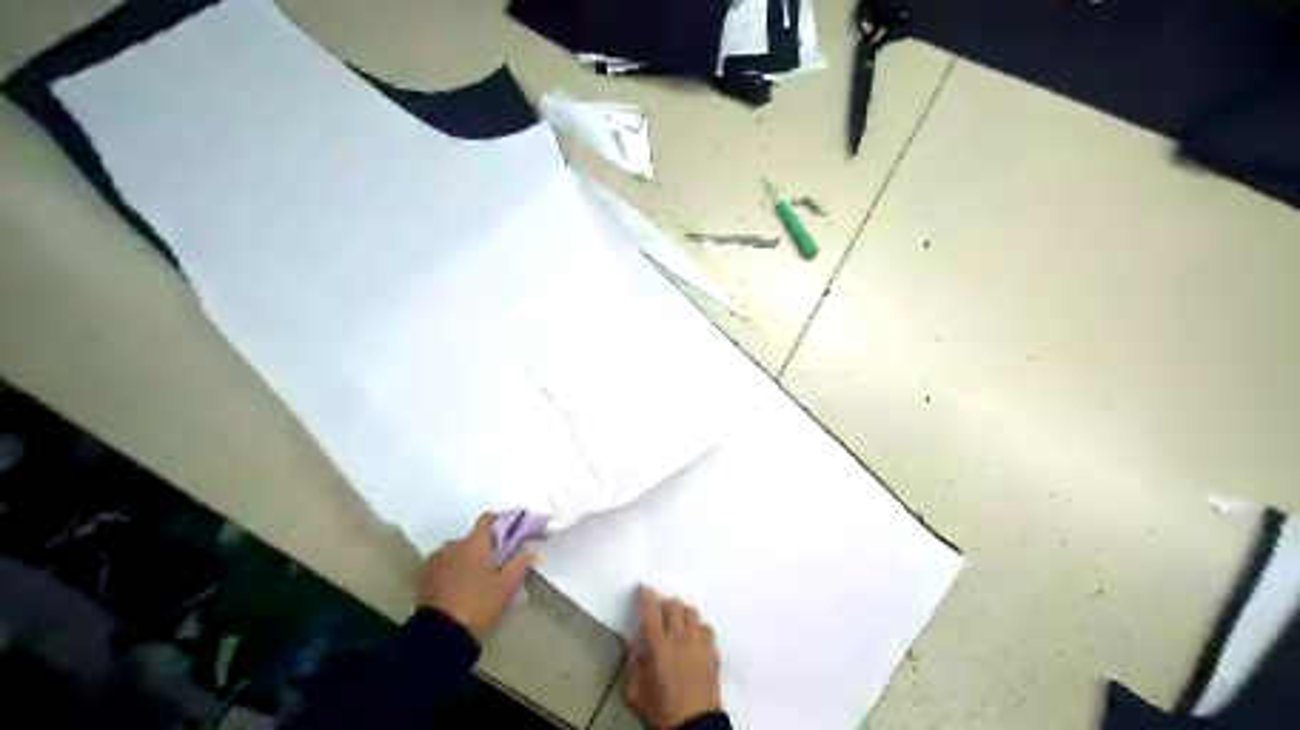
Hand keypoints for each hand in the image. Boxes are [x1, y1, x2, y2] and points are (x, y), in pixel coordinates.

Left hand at [422, 513, 531, 639]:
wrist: (440, 635)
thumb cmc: (479, 604)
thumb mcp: (508, 585)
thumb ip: (520, 562)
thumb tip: (527, 550)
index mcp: (474, 542)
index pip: (487, 519)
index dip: (501, 522)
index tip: (511, 534)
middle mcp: (452, 545)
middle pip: (473, 538)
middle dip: (485, 547)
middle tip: (498, 563)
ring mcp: (436, 561)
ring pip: (457, 552)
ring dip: (468, 559)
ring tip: (478, 578)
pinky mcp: (425, 578)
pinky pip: (445, 566)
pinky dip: (454, 570)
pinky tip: (461, 587)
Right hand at [627, 589, 725, 729]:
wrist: (695, 723)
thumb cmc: (661, 708)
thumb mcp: (636, 691)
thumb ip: (633, 663)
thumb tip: (635, 644)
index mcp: (658, 645)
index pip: (650, 610)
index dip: (646, 595)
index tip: (643, 588)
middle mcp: (679, 636)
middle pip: (674, 604)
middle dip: (665, 604)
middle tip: (660, 614)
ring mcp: (699, 641)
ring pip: (691, 611)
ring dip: (682, 614)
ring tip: (678, 624)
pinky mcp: (713, 650)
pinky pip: (706, 627)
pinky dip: (698, 628)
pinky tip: (695, 639)